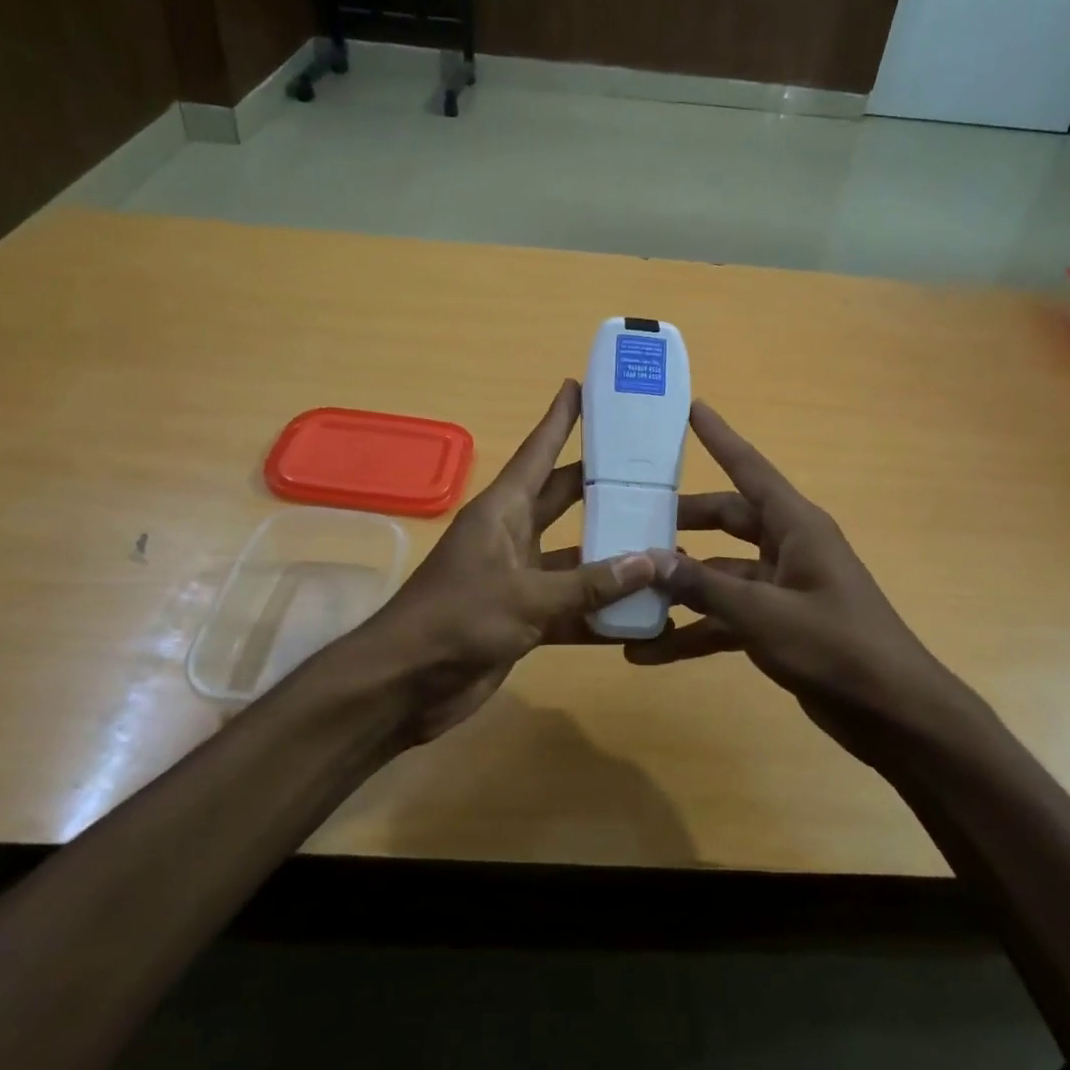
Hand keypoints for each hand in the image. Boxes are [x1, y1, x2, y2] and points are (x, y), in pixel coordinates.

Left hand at [363, 379, 655, 742]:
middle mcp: (511, 536)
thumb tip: (653, 560)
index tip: (580, 386)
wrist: (405, 684)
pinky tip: (643, 612)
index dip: (559, 420)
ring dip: (611, 554)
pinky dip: (600, 610)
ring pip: (575, 556)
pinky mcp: (523, 618)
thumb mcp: (527, 597)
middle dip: (600, 484)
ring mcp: (518, 578)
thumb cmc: (458, 619)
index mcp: (502, 511)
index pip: (537, 453)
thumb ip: (591, 582)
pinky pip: (571, 605)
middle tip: (648, 467)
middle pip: (564, 499)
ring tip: (664, 541)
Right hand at [626, 402, 980, 760]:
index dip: (720, 438)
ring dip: (679, 590)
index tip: (690, 408)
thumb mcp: (764, 614)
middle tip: (630, 521)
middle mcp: (788, 548)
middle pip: (726, 522)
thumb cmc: (836, 647)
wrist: (894, 714)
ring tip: (627, 595)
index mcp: (796, 527)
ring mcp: (782, 589)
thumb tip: (649, 559)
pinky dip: (693, 632)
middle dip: (681, 524)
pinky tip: (649, 651)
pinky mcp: (777, 627)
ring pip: (719, 576)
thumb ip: (705, 586)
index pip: (750, 469)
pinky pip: (726, 618)